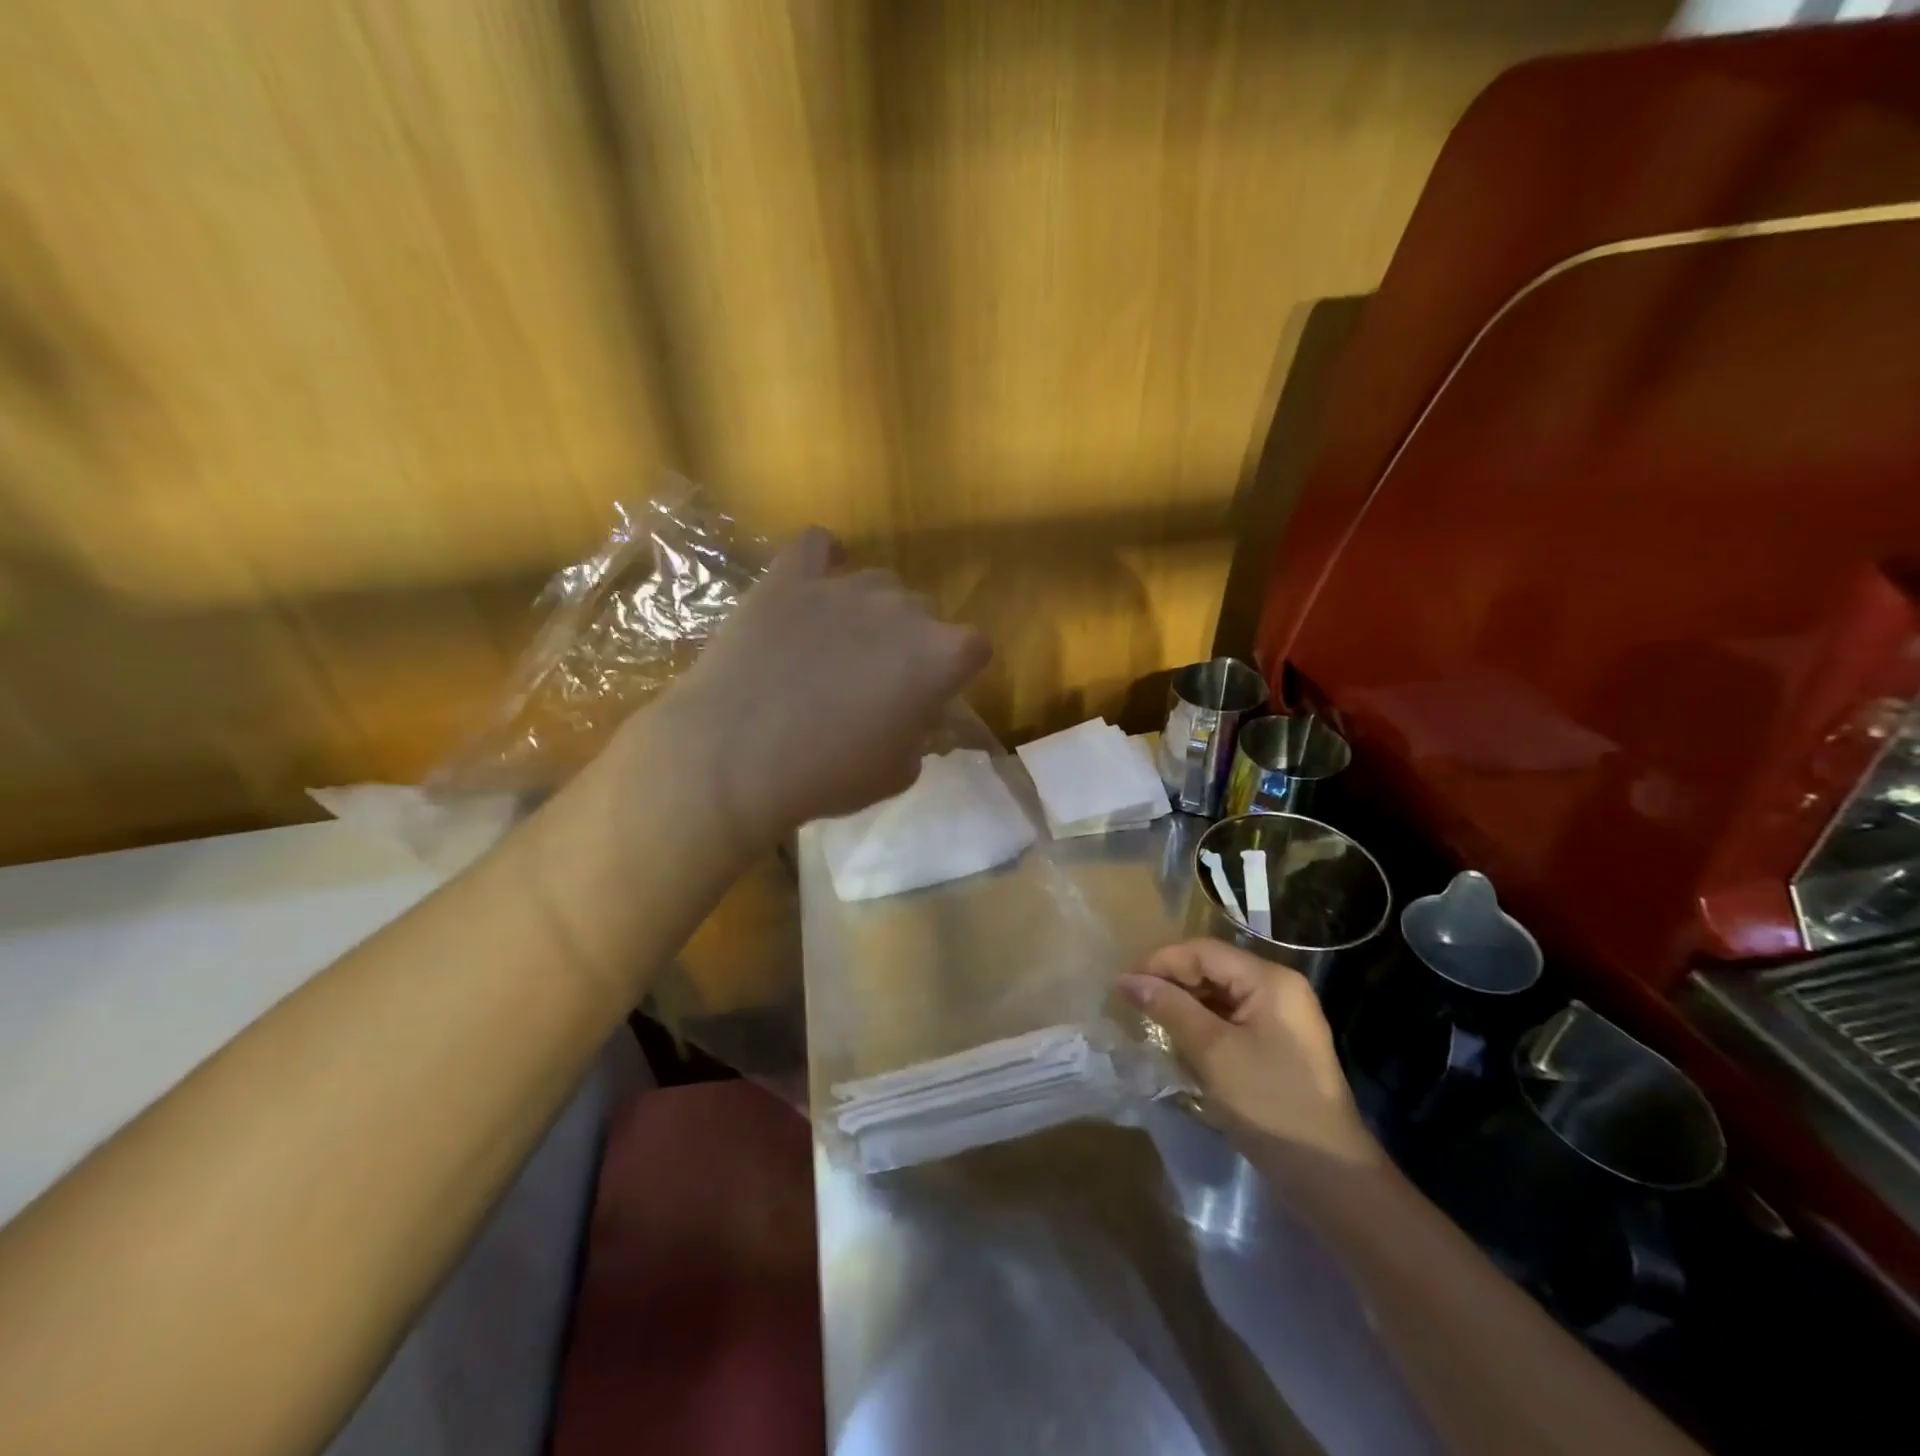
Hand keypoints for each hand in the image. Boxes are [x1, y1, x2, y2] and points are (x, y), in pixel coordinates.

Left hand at [658, 527, 990, 853]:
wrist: (734, 757)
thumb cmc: (827, 774)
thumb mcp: (896, 773)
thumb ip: (921, 736)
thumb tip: (916, 717)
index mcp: (939, 656)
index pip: (975, 647)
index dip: (957, 672)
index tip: (934, 695)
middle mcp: (901, 610)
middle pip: (925, 611)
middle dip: (913, 642)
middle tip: (879, 680)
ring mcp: (844, 587)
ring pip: (878, 583)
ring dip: (872, 611)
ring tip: (838, 645)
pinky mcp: (789, 578)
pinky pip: (817, 546)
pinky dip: (823, 561)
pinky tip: (814, 584)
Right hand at [1120, 939, 1380, 1172]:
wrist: (1328, 1175)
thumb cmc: (1269, 1103)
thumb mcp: (1212, 1052)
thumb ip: (1169, 1008)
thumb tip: (1127, 980)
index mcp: (1269, 980)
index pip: (1203, 952)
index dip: (1161, 963)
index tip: (1124, 986)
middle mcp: (1278, 988)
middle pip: (1212, 970)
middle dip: (1171, 985)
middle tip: (1133, 1007)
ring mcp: (1280, 1018)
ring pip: (1218, 996)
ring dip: (1183, 1008)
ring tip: (1150, 1026)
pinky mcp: (1277, 1045)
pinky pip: (1230, 1021)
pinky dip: (1202, 1029)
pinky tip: (1180, 1047)